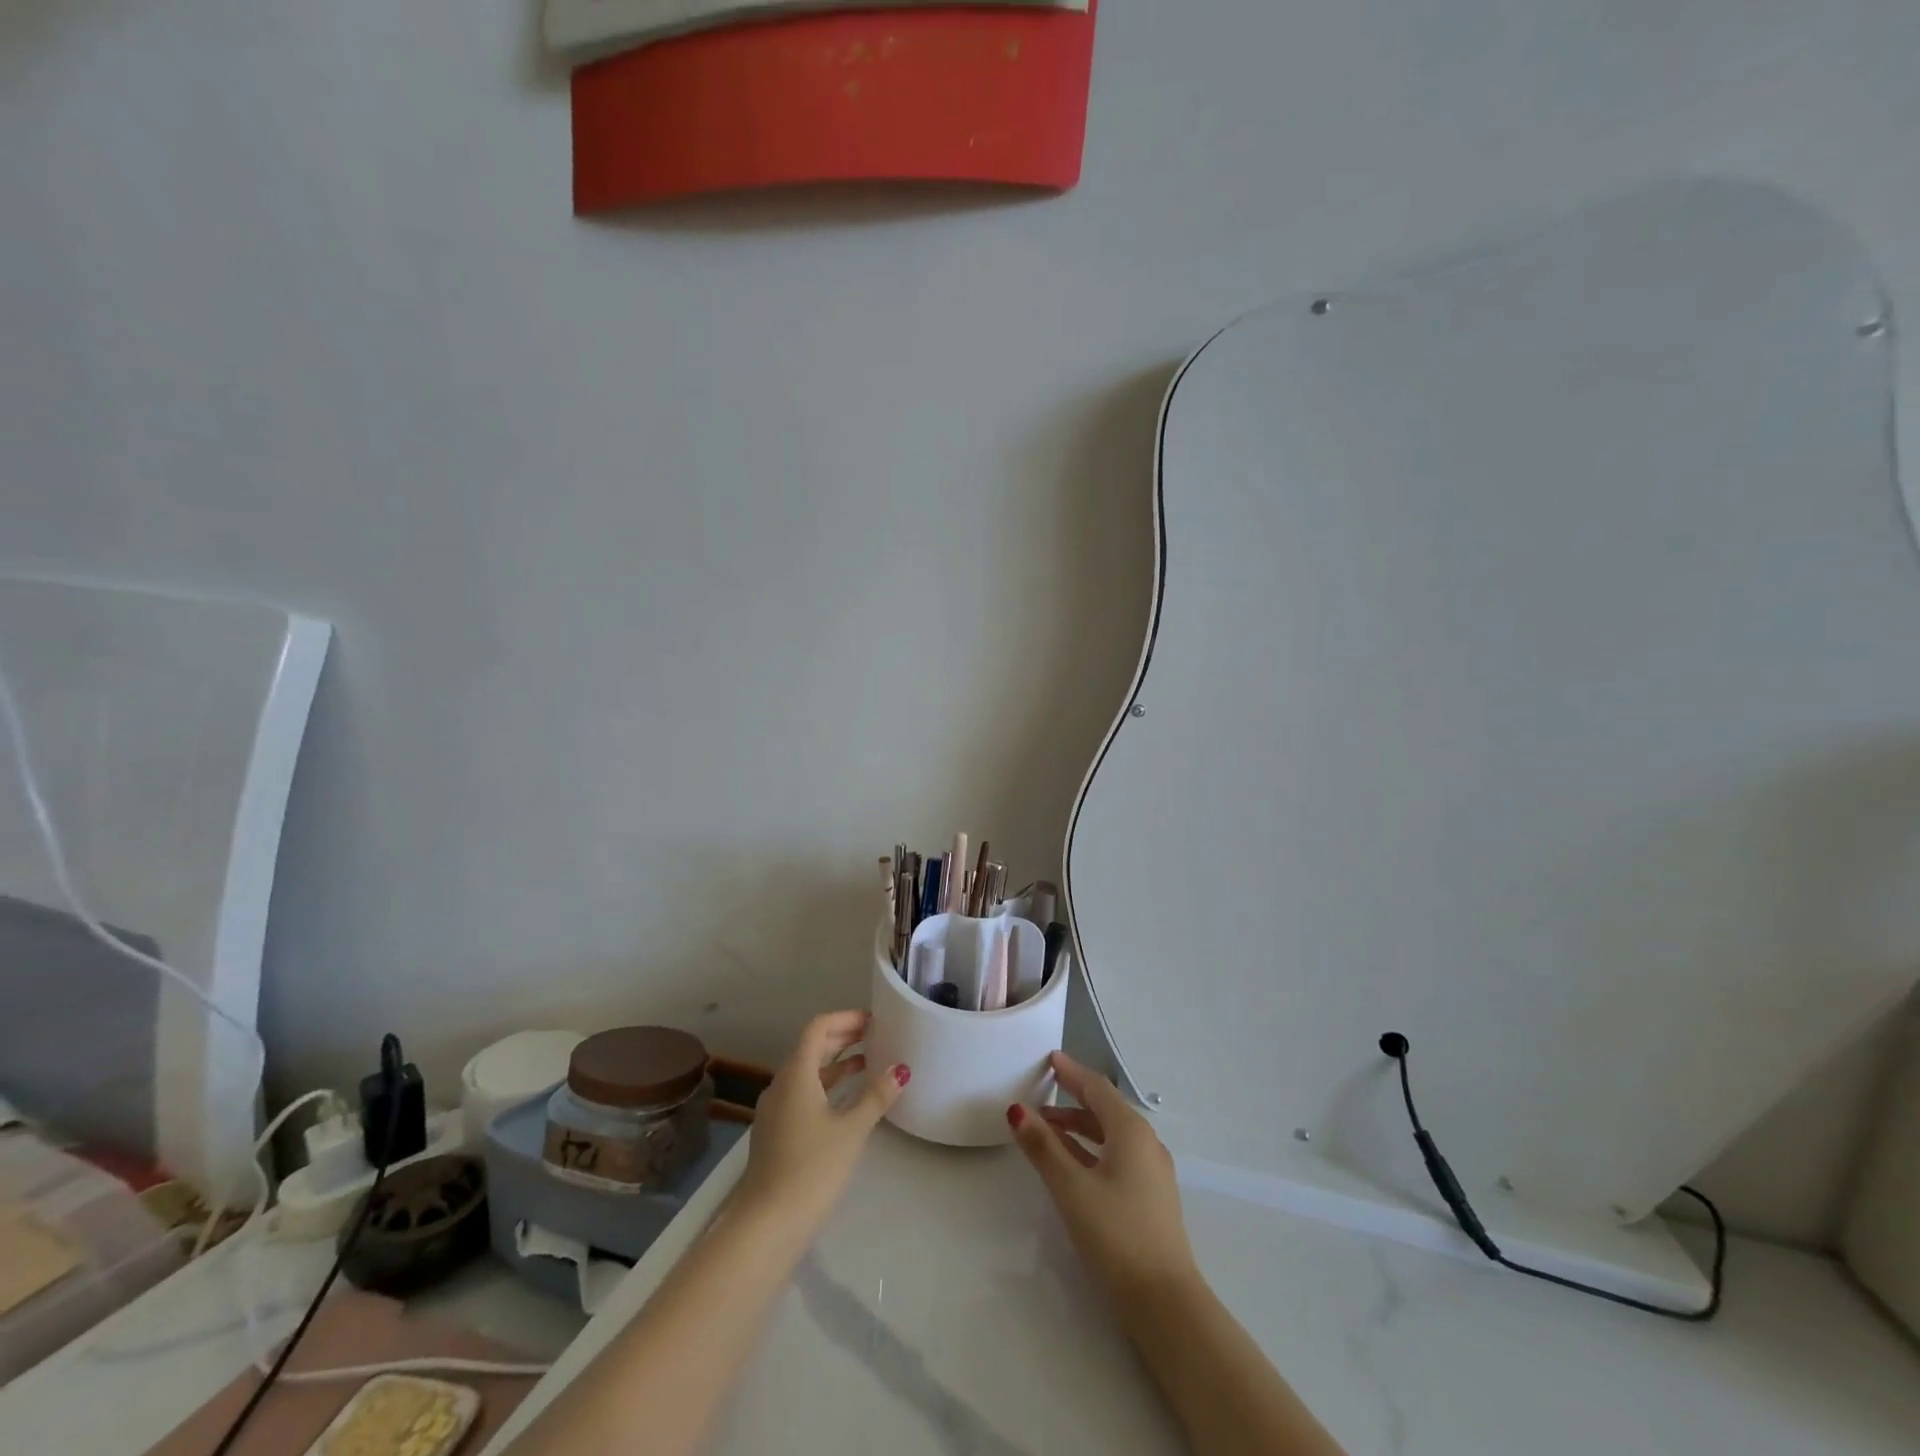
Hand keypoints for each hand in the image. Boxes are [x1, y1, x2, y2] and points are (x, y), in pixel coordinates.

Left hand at [733, 1011, 908, 1239]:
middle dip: (843, 1037)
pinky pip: (804, 1093)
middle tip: (876, 1035)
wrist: (766, 1225)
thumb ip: (876, 1096)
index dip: (845, 1019)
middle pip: (811, 1047)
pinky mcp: (777, 1133)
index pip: (818, 1028)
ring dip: (836, 1063)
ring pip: (808, 1072)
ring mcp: (776, 1110)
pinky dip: (827, 1086)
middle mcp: (781, 1085)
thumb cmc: (811, 1168)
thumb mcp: (851, 1130)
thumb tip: (900, 1070)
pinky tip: (848, 1100)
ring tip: (869, 1062)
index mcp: (796, 1074)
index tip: (873, 1020)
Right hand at [1008, 1052, 1198, 1308]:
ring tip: (1044, 1128)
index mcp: (1131, 1131)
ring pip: (1109, 1135)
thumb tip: (1017, 1110)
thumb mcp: (1071, 1188)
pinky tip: (1069, 1162)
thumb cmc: (1116, 1235)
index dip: (1071, 1072)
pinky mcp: (1149, 1198)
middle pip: (1105, 1109)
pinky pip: (1115, 1156)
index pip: (1097, 1088)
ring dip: (1078, 1127)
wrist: (1165, 1304)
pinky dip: (1089, 1149)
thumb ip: (1043, 1147)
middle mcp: (1145, 1143)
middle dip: (1072, 1098)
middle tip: (1042, 1090)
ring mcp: (1151, 1172)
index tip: (1050, 1058)